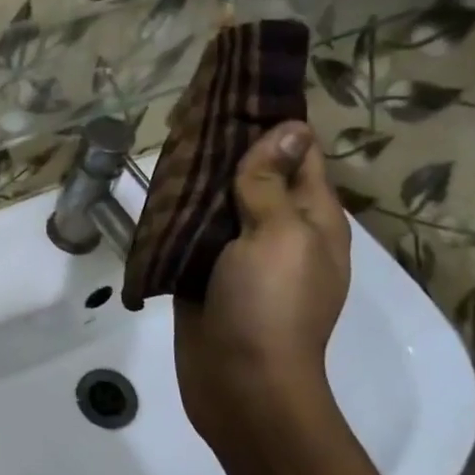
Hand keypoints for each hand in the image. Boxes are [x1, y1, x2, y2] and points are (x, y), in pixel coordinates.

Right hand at [174, 120, 350, 446]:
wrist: (240, 384)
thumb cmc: (270, 305)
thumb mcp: (279, 234)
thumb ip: (272, 183)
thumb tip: (289, 128)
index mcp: (314, 220)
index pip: (301, 154)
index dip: (275, 123)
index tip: (238, 90)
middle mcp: (283, 233)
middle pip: (259, 176)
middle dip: (231, 148)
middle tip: (191, 112)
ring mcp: (245, 258)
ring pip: (224, 204)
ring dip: (203, 179)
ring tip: (171, 144)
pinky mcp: (209, 277)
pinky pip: (198, 234)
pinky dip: (183, 213)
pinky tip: (159, 192)